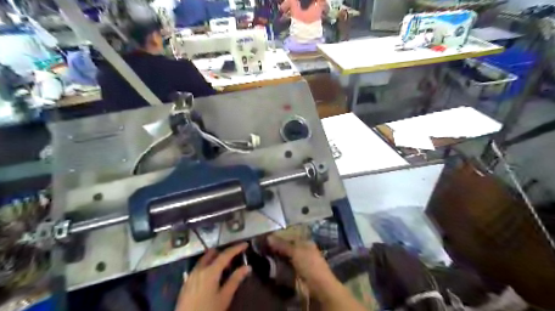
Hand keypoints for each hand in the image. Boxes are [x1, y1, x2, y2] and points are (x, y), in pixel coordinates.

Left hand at [175, 243, 250, 310]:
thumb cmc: (208, 310)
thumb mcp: (225, 297)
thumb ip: (235, 280)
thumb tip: (248, 267)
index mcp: (210, 271)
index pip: (225, 255)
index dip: (236, 248)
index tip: (245, 244)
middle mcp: (199, 269)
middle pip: (212, 253)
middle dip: (224, 252)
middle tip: (235, 256)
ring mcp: (191, 275)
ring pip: (204, 260)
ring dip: (215, 259)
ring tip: (225, 267)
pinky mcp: (186, 282)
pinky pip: (199, 267)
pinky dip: (208, 266)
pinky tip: (213, 276)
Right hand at [265, 235, 334, 298]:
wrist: (318, 287)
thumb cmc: (309, 264)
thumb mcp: (295, 251)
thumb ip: (282, 244)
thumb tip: (268, 237)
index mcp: (306, 242)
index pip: (291, 236)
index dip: (280, 236)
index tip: (267, 237)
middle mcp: (303, 251)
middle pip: (288, 247)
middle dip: (277, 247)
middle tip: (263, 247)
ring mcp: (300, 262)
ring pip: (286, 257)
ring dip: (277, 257)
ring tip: (264, 256)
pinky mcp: (297, 273)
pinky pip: (286, 267)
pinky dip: (279, 266)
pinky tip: (271, 265)